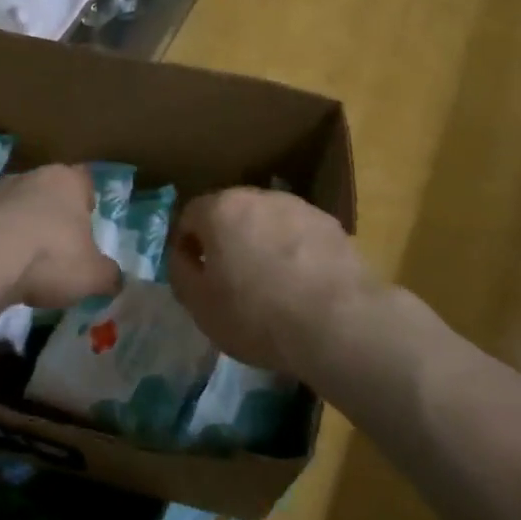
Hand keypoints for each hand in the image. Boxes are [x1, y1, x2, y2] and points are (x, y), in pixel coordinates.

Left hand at [0, 164, 120, 309]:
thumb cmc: (50, 257)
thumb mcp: (93, 276)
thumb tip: (114, 279)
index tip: (86, 227)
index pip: (84, 181)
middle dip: (51, 216)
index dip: (87, 203)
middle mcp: (30, 177)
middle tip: (57, 250)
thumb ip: (108, 275)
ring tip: (22, 265)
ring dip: (19, 229)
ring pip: (14, 207)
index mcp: (67, 181)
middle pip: (47, 193)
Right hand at [168, 188, 372, 380]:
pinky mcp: (332, 226)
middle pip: (231, 214)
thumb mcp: (200, 305)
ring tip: (270, 286)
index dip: (187, 246)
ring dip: (262, 245)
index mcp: (221, 209)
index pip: (190, 216)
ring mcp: (300, 208)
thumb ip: (181, 272)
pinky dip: (294, 254)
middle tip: (230, 281)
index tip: (195, 276)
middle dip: (226, 241)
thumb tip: (183, 255)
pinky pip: (299, 236)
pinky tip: (302, 287)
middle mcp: (259, 196)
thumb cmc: (256, 315)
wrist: (339, 322)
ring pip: (268, 223)